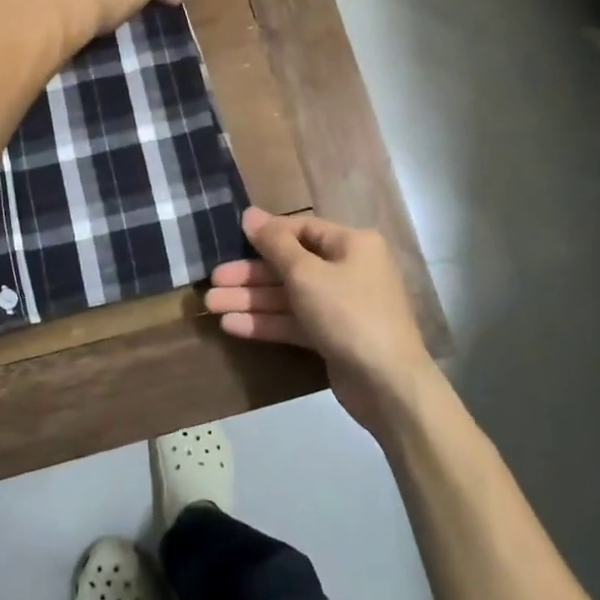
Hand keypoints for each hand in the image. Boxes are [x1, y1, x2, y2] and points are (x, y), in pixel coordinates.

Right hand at [206, 207, 438, 434]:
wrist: (389, 385)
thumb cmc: (349, 314)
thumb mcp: (306, 274)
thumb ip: (275, 244)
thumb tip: (250, 214)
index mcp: (352, 244)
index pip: (302, 229)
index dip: (266, 234)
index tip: (231, 238)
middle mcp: (348, 269)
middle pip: (290, 265)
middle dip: (251, 275)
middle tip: (213, 281)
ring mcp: (341, 306)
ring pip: (288, 296)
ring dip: (251, 300)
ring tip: (211, 306)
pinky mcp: (332, 337)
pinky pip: (295, 321)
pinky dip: (266, 322)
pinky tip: (232, 326)